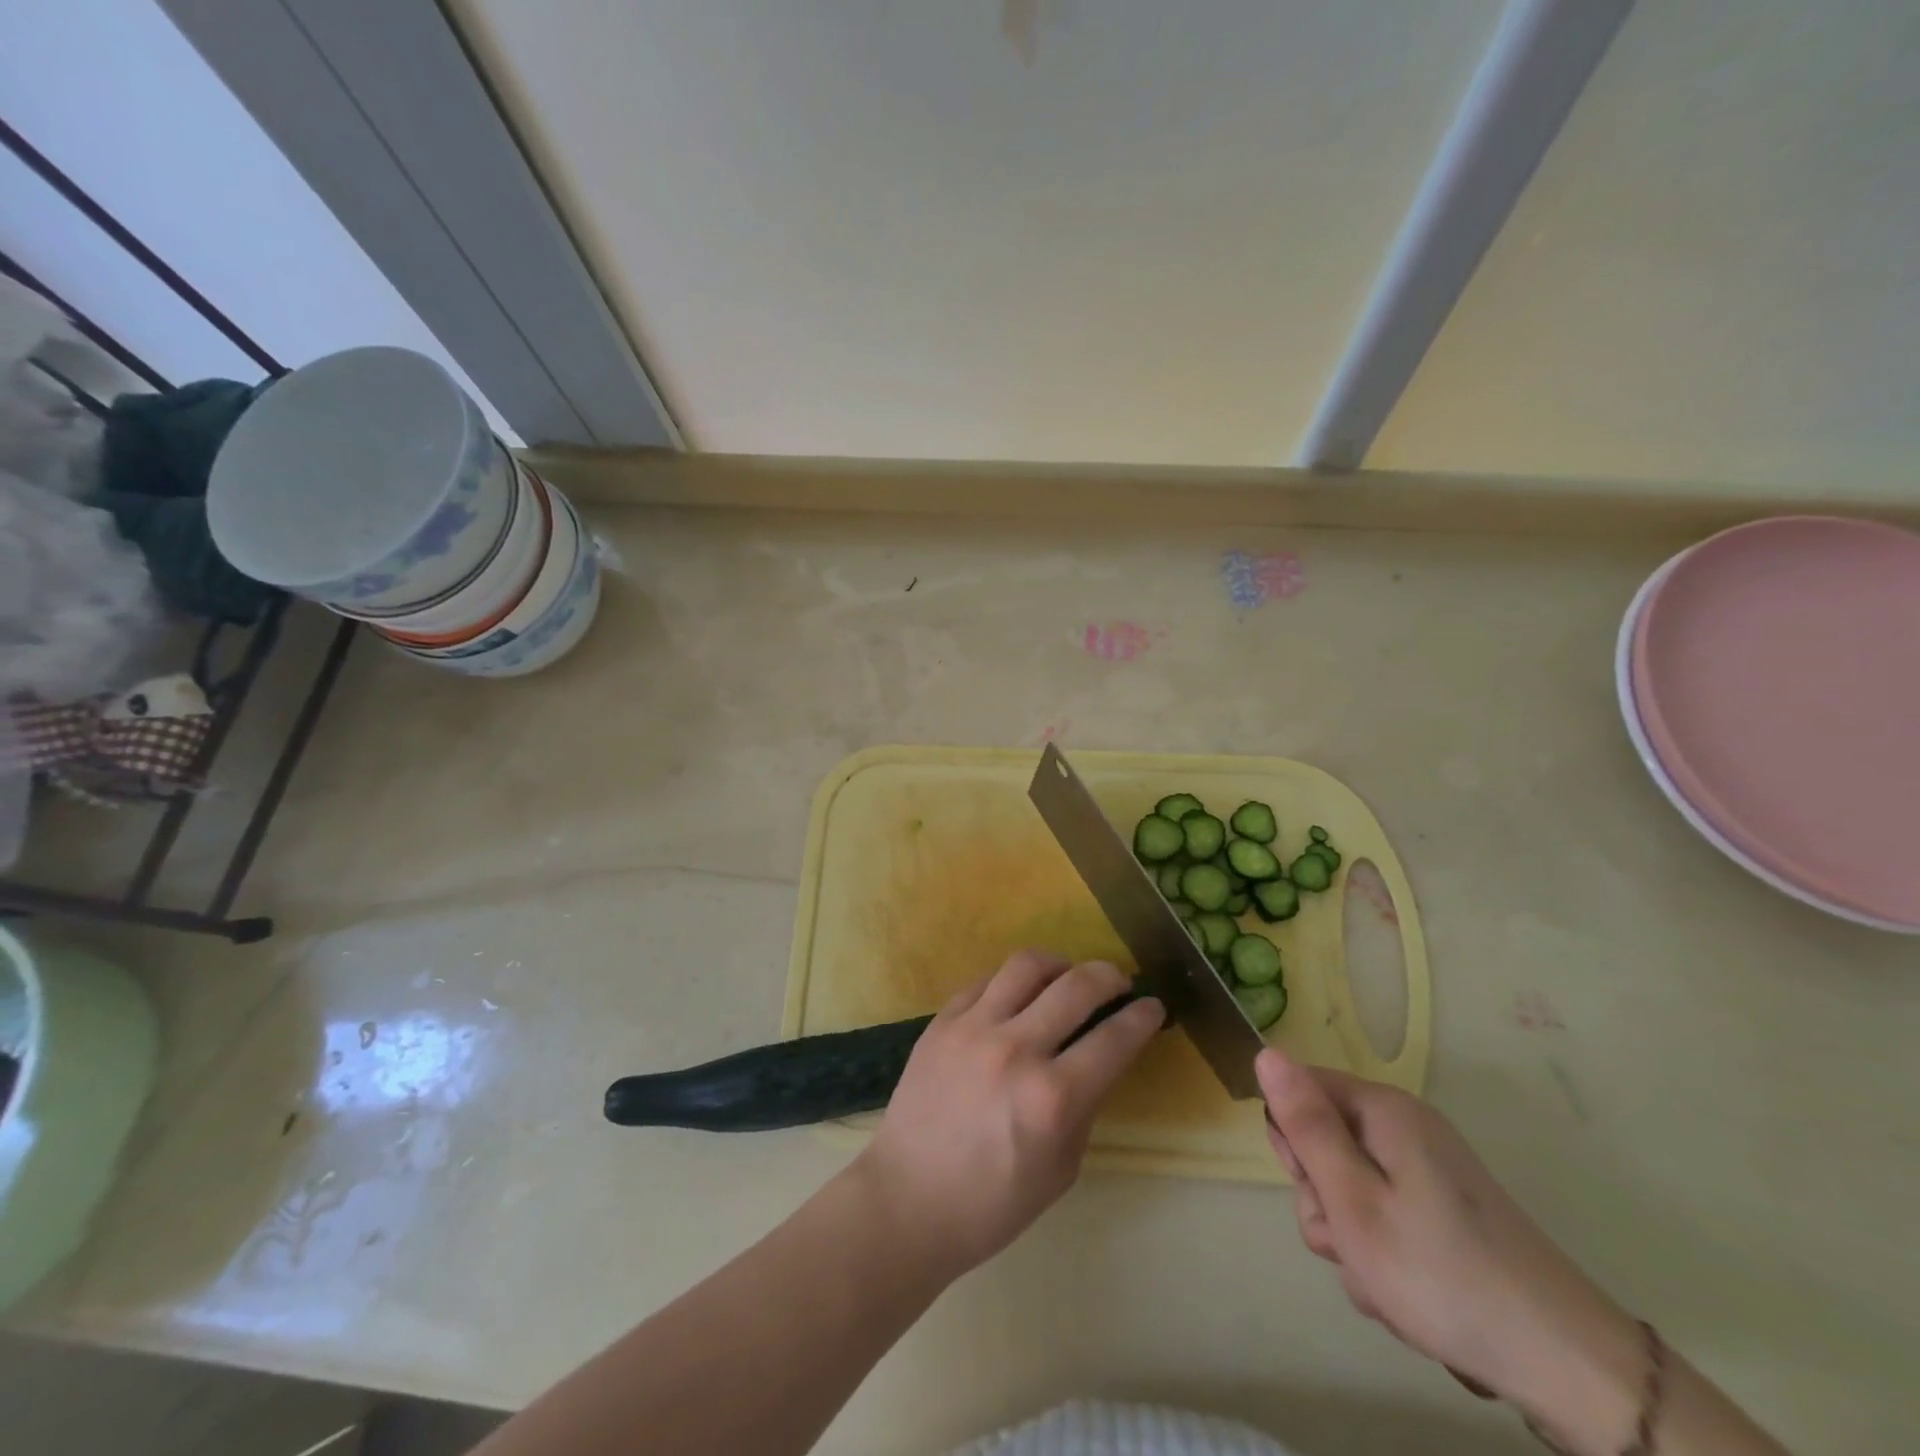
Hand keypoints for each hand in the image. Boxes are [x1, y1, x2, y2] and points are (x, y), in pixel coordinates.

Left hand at [853, 950, 1162, 1277]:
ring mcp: (973, 1028)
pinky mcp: (941, 1021)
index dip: (1143, 1017)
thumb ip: (1085, 1106)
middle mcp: (1015, 1050)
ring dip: (1060, 964)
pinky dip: (1012, 982)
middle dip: (1111, 976)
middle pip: (1077, 985)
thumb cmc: (992, 1203)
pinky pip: (985, 981)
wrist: (907, 1200)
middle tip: (1120, 982)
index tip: (1154, 1006)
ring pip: (1027, 965)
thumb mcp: (1061, 1168)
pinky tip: (1019, 996)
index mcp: (1053, 1098)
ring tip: (1068, 976)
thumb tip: (1098, 1059)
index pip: (1114, 1039)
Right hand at [1259, 1051, 1646, 1450]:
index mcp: (1382, 1110)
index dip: (1293, 1141)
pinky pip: (1384, 1217)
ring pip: (1349, 1189)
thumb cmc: (1440, 1274)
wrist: (1565, 1365)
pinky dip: (1382, 1254)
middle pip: (1324, 1143)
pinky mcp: (1444, 1211)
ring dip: (1350, 1238)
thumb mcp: (1352, 1200)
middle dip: (1323, 1199)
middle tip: (1351, 1241)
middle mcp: (1405, 1127)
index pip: (1299, 1091)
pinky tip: (1406, 1295)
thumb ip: (1305, 1125)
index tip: (1316, 1189)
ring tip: (1383, 1281)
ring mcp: (1428, 1171)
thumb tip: (1266, 1052)